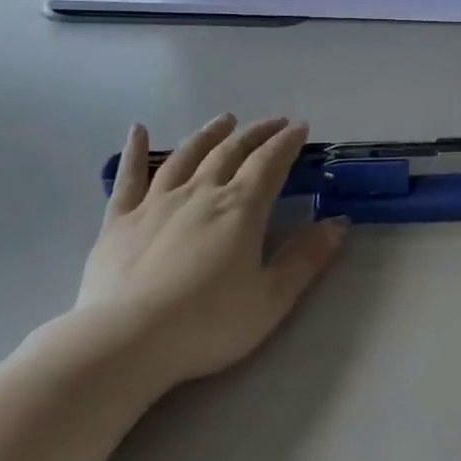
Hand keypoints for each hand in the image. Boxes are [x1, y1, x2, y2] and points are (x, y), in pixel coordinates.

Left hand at [69, 115, 347, 389]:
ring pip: (187, 155)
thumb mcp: (270, 300)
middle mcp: (200, 193)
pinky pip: (129, 176)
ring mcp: (156, 202)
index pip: (269, 163)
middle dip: (256, 134)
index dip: (287, 143)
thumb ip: (306, 259)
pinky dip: (135, 150)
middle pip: (231, 152)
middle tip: (272, 123)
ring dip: (209, 134)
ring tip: (224, 121)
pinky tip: (138, 130)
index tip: (300, 128)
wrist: (126, 340)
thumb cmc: (206, 324)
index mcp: (240, 209)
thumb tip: (339, 223)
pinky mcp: (120, 219)